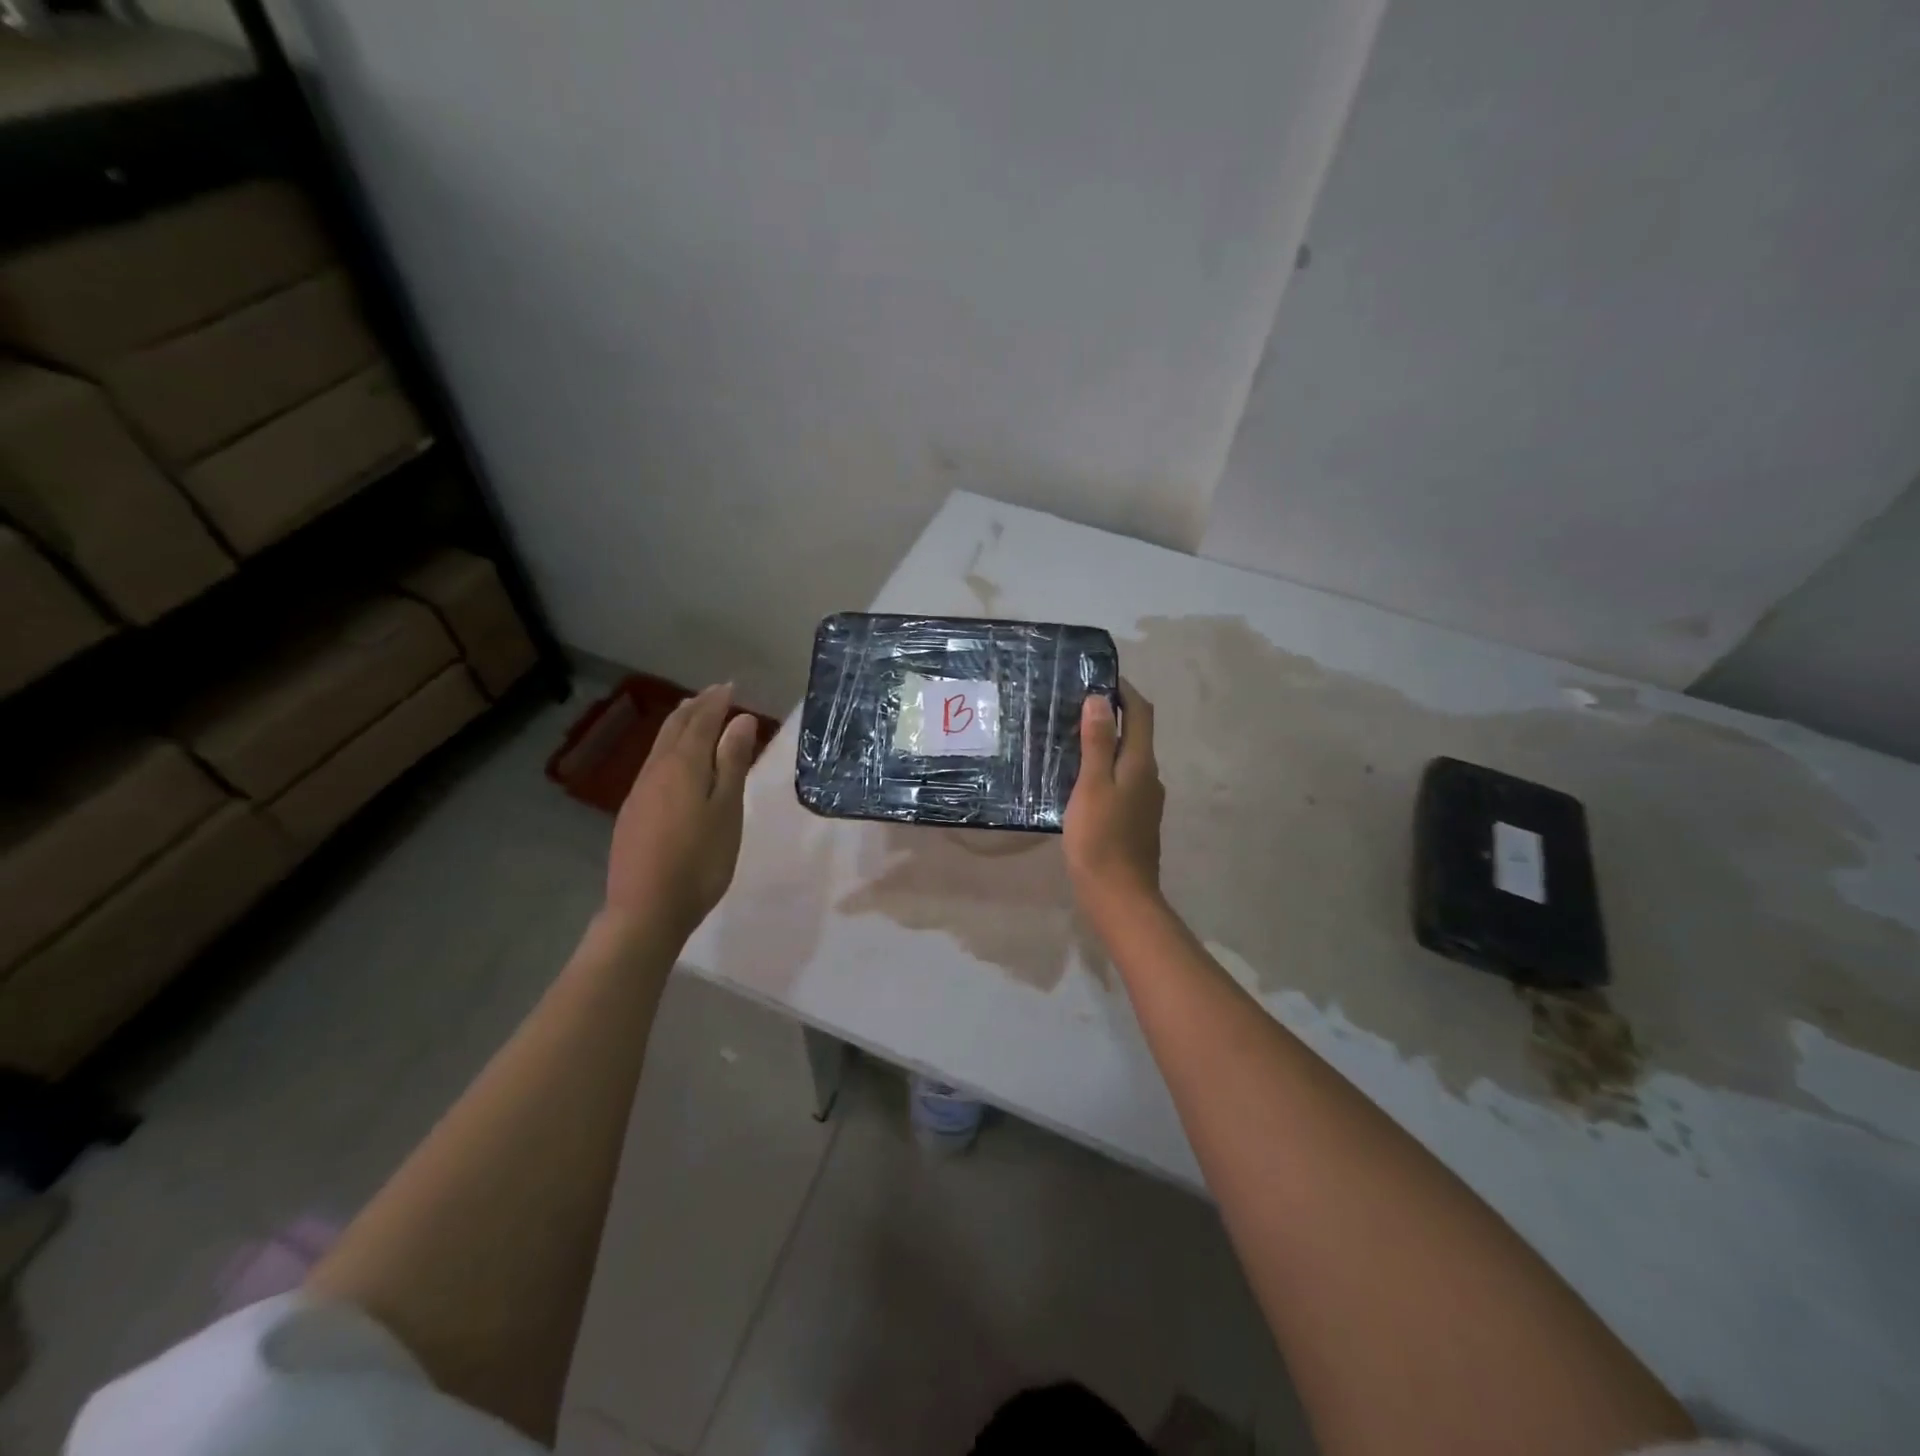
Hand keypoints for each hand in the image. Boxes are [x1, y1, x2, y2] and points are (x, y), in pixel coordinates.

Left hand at [606, 684, 758, 939]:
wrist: (646, 909)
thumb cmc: (699, 860)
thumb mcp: (727, 810)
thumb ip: (732, 763)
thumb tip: (741, 721)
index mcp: (683, 765)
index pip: (701, 721)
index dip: (716, 702)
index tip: (731, 686)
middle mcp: (656, 770)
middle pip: (675, 728)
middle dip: (696, 707)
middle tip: (713, 694)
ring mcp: (640, 791)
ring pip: (660, 745)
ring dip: (679, 725)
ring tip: (694, 715)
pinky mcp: (633, 812)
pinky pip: (653, 764)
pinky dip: (669, 747)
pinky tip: (674, 760)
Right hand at [1064, 678, 1164, 919]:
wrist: (1119, 896)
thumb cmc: (1101, 838)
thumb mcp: (1092, 785)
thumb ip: (1098, 743)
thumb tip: (1100, 699)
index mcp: (1141, 764)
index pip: (1141, 713)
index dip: (1125, 690)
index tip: (1099, 676)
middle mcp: (1150, 777)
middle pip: (1136, 734)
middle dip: (1113, 714)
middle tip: (1075, 705)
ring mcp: (1145, 801)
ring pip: (1128, 760)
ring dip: (1107, 743)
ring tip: (1071, 739)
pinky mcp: (1135, 820)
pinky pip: (1121, 781)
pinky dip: (1105, 768)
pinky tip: (1080, 779)